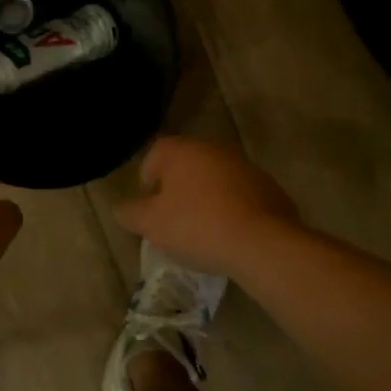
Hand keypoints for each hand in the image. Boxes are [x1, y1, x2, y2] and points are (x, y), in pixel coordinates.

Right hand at [114, 136, 299, 277]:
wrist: (262, 242)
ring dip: (207, 198)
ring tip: (203, 232)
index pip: (155, 155)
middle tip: (173, 221)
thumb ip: (131, 212)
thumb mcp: (151, 224)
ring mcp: (244, 166)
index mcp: (181, 150)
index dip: (147, 180)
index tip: (149, 207)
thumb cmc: (197, 226)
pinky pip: (241, 195)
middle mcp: (213, 149)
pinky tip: (231, 236)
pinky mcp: (269, 187)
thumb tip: (122, 208)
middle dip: (178, 190)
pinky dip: (233, 209)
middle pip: (186, 166)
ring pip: (215, 180)